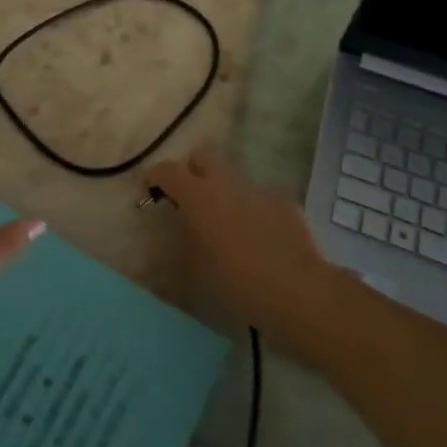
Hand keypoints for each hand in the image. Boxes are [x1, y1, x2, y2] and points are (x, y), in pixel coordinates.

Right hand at [146, 146, 335, 335]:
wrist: (296, 291)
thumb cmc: (237, 283)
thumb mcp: (198, 266)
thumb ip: (188, 236)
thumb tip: (186, 224)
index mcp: (198, 197)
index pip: (168, 170)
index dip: (155, 176)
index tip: (150, 189)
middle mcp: (226, 184)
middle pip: (203, 156)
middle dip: (193, 170)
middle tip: (190, 198)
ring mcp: (258, 190)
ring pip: (233, 180)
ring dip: (226, 195)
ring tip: (231, 229)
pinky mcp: (284, 203)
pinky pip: (260, 200)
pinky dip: (254, 213)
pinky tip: (262, 241)